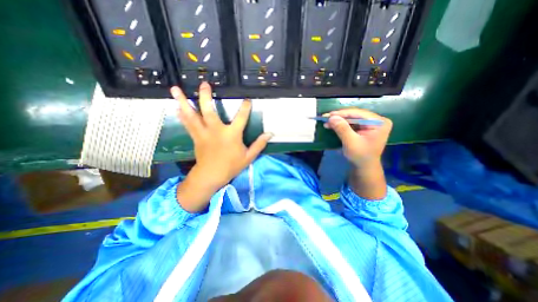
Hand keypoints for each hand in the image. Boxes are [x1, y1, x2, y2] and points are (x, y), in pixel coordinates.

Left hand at [172, 82, 270, 197]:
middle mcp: (216, 130)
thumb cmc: (231, 166)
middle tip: (204, 84)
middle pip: (209, 111)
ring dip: (184, 101)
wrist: (211, 175)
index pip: (241, 117)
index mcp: (231, 135)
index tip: (247, 99)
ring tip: (176, 89)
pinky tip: (176, 105)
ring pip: (192, 115)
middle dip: (206, 96)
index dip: (245, 107)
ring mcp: (203, 133)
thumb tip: (269, 134)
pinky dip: (182, 114)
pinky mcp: (196, 137)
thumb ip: (259, 144)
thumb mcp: (249, 156)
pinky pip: (187, 123)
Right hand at [321, 108, 393, 168]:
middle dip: (339, 117)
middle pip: (355, 115)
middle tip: (326, 118)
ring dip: (339, 121)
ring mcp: (370, 124)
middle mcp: (376, 121)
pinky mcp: (364, 128)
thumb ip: (342, 129)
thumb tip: (331, 117)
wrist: (364, 167)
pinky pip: (351, 123)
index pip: (358, 113)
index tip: (329, 115)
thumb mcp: (351, 142)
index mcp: (379, 123)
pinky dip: (341, 125)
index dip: (342, 113)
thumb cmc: (360, 156)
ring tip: (327, 122)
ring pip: (352, 118)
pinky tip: (332, 125)